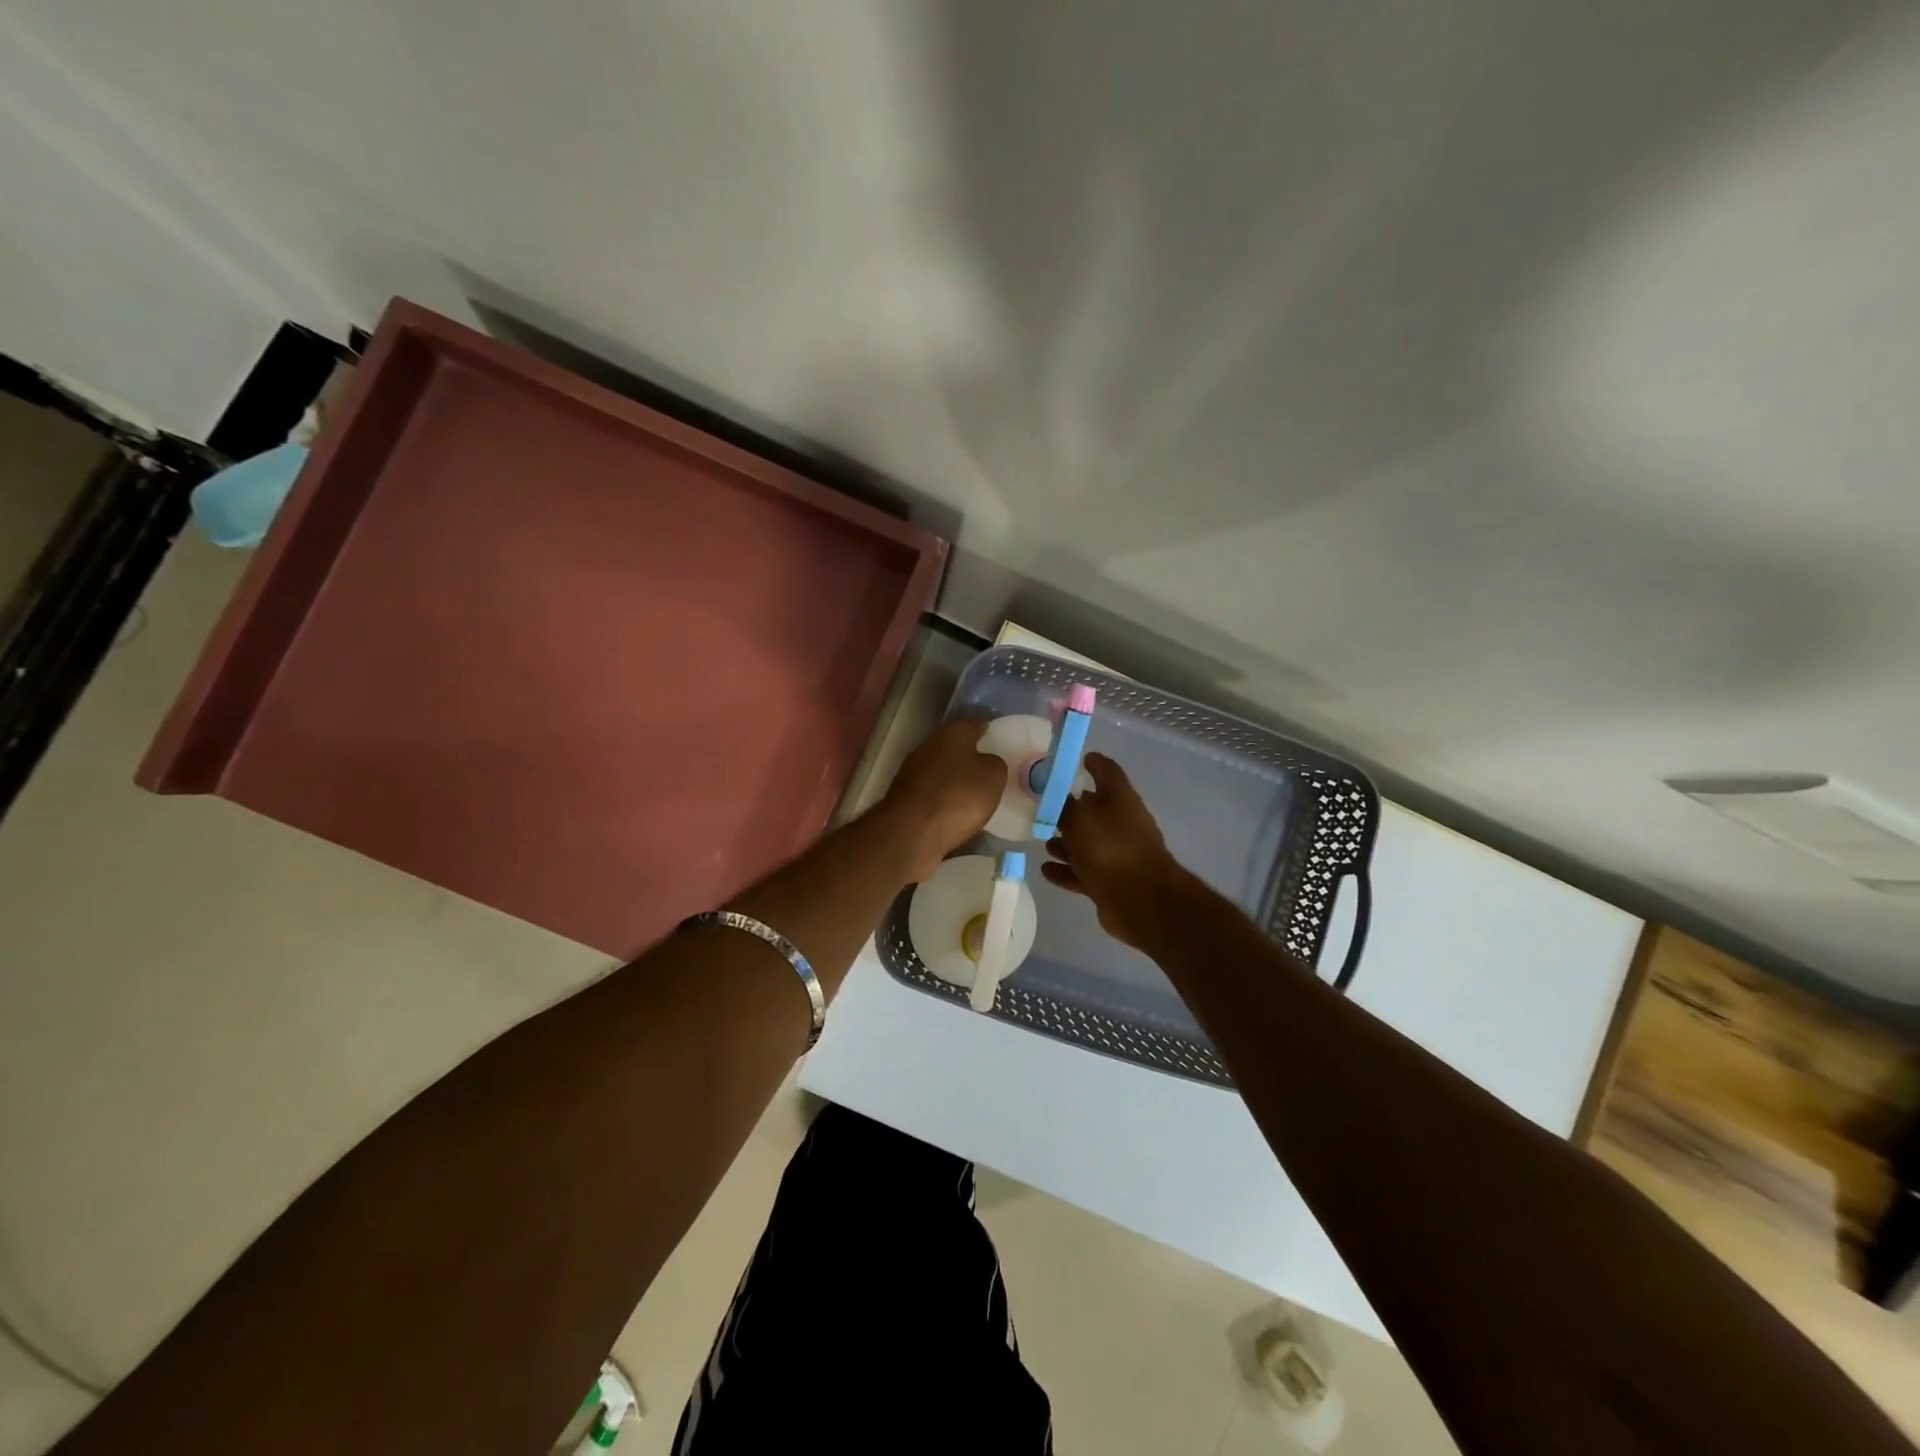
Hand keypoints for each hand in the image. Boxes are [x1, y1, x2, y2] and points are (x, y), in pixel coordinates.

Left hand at [879, 718, 1007, 882]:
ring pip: (940, 770)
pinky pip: (932, 793)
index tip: (997, 738)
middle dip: (969, 755)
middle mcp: (928, 746)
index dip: (986, 731)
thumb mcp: (993, 777)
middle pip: (953, 746)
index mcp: (952, 733)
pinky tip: (955, 811)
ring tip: (974, 793)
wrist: (912, 832)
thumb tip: (987, 762)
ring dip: (954, 778)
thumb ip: (995, 764)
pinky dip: (943, 799)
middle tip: (988, 768)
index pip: (973, 724)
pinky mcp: (905, 798)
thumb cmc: (959, 796)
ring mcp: (912, 772)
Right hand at [1041, 753, 1189, 949]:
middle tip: (1044, 806)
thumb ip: (1060, 804)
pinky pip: (1083, 871)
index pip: (1107, 771)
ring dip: (1065, 842)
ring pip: (1087, 842)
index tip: (1076, 759)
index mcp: (1120, 798)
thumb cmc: (1109, 848)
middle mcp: (1121, 823)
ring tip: (1042, 841)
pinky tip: (1045, 869)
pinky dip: (1065, 869)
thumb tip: (1051, 790)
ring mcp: (1117, 854)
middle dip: (1071, 808)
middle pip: (1094, 809)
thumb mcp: (1078, 818)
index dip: (1093, 763)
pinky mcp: (1110, 881)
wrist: (1140, 901)